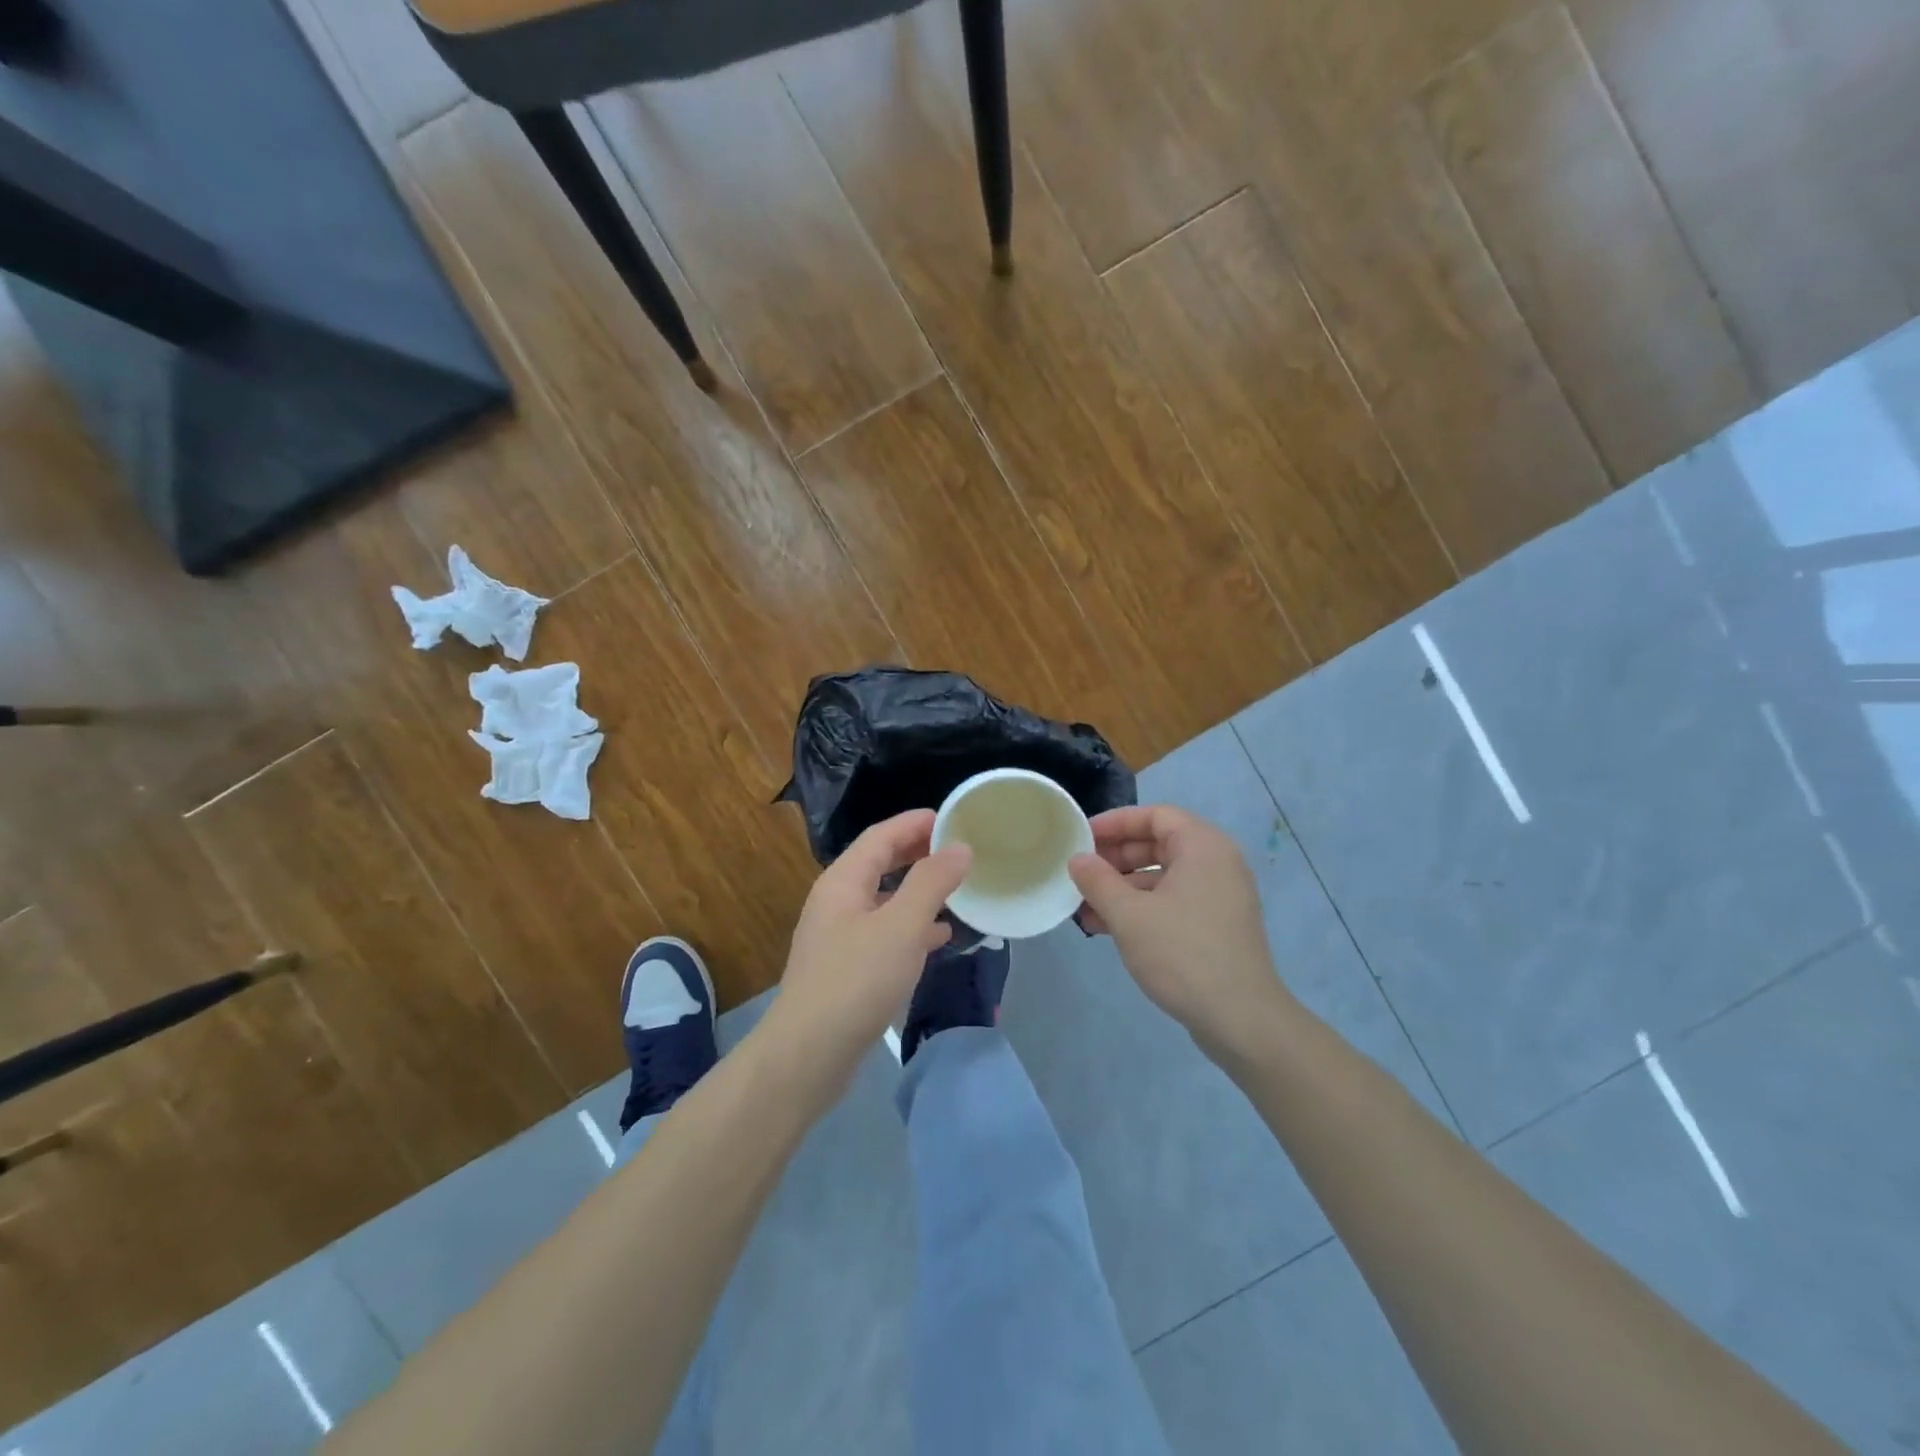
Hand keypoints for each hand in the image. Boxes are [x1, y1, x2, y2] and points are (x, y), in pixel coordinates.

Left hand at [762, 809, 970, 1097]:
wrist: (808, 1056)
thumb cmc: (856, 981)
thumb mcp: (902, 926)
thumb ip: (932, 882)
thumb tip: (959, 847)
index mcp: (843, 881)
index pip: (881, 836)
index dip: (915, 822)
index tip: (953, 817)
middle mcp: (837, 902)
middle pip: (880, 863)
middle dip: (917, 853)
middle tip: (958, 849)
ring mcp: (839, 936)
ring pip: (884, 899)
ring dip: (918, 890)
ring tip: (956, 889)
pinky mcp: (847, 968)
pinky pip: (885, 932)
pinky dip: (912, 926)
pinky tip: (939, 937)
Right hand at [1069, 805, 1294, 1059]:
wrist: (1241, 1019)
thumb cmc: (1183, 953)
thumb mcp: (1129, 915)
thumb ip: (1098, 881)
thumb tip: (1077, 859)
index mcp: (1203, 847)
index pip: (1155, 815)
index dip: (1115, 822)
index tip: (1082, 838)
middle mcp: (1217, 863)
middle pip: (1159, 844)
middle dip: (1115, 858)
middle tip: (1081, 873)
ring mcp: (1220, 896)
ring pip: (1163, 876)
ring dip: (1122, 888)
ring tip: (1085, 907)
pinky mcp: (1217, 925)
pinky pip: (1173, 901)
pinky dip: (1142, 908)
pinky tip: (1108, 928)